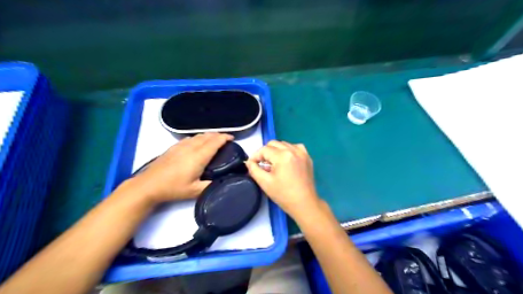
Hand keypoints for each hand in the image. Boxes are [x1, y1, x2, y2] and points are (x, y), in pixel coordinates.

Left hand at [126, 133, 232, 203]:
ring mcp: (181, 145)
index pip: (215, 142)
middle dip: (219, 135)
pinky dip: (199, 137)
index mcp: (198, 156)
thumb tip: (223, 181)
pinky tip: (198, 143)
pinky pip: (190, 137)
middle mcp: (191, 147)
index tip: (232, 138)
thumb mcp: (195, 191)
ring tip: (215, 140)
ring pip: (199, 135)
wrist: (148, 185)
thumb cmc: (173, 188)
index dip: (225, 137)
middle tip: (226, 140)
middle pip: (208, 136)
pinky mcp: (174, 147)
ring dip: (209, 135)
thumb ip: (211, 186)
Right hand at [245, 140, 322, 220]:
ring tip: (273, 164)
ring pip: (284, 144)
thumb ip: (254, 169)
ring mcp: (302, 152)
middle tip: (262, 164)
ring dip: (276, 151)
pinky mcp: (307, 157)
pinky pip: (294, 147)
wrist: (304, 204)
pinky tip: (286, 160)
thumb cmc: (283, 195)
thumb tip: (249, 162)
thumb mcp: (265, 183)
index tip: (251, 164)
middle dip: (265, 152)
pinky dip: (288, 151)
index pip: (264, 150)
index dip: (255, 156)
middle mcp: (293, 150)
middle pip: (274, 144)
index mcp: (282, 156)